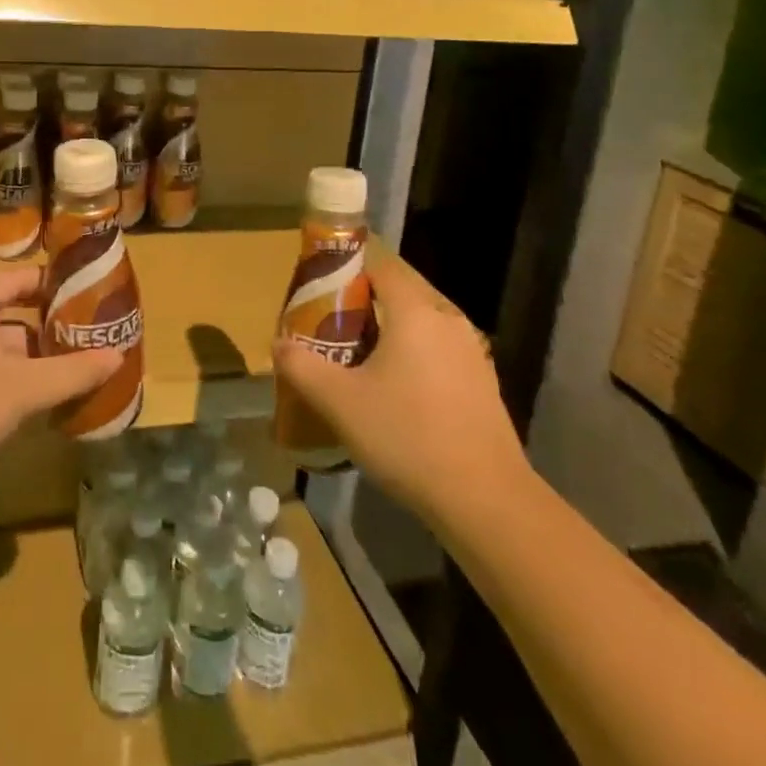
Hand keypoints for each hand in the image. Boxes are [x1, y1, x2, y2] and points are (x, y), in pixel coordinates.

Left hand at [0, 264, 122, 491]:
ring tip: (74, 366)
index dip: (55, 284)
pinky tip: (39, 395)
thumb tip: (118, 357)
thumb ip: (72, 371)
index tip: (91, 294)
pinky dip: (11, 375)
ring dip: (32, 355)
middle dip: (50, 326)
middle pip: (10, 311)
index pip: (18, 279)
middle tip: (90, 335)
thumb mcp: (21, 390)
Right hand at [272, 255, 532, 519]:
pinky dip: (415, 356)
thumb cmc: (407, 436)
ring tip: (359, 359)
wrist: (486, 500)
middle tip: (332, 326)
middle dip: (365, 302)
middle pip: (401, 292)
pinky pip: (440, 351)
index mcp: (415, 311)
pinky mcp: (484, 383)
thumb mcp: (339, 403)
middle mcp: (447, 320)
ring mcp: (472, 352)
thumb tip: (278, 344)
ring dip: (391, 331)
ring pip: (422, 324)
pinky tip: (398, 392)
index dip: (348, 269)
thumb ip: (301, 367)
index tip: (320, 289)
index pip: (380, 265)